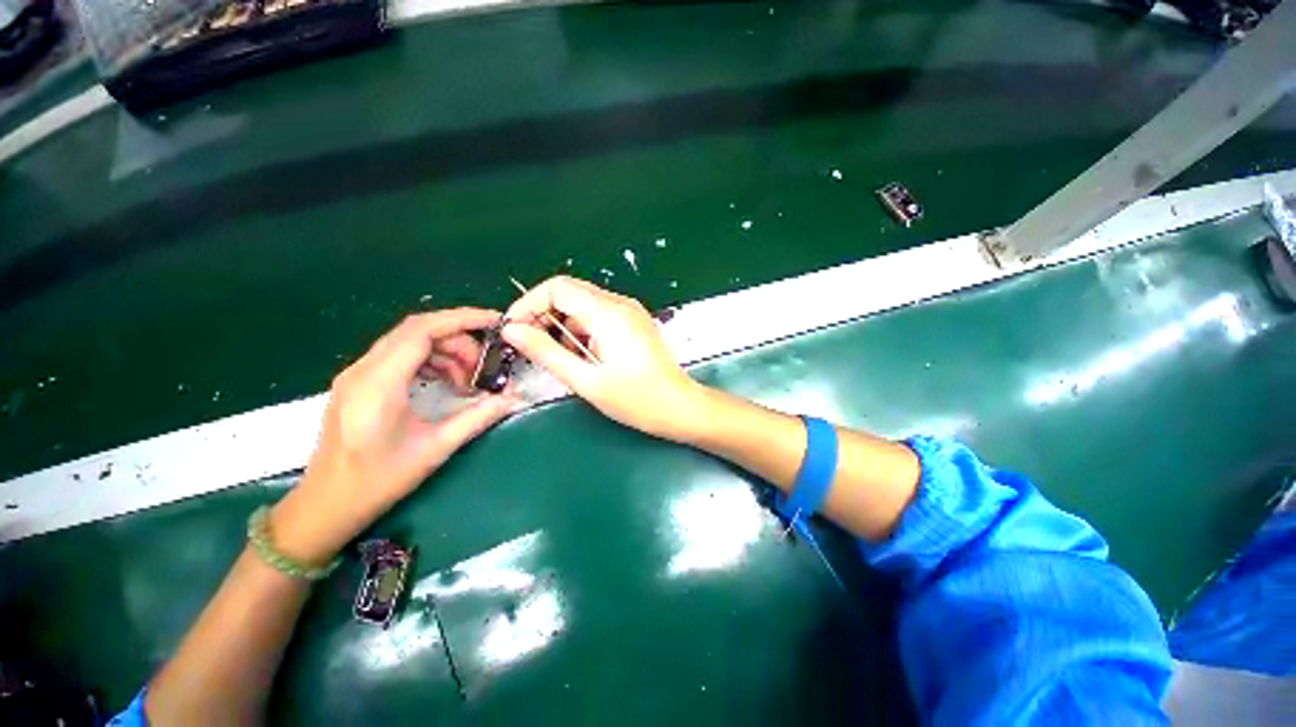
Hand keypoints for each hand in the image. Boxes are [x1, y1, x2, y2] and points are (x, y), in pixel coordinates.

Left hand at [272, 309, 518, 564]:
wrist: (325, 506)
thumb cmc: (378, 481)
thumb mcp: (435, 449)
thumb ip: (477, 418)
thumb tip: (514, 399)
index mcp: (379, 384)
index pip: (422, 330)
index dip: (461, 319)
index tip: (494, 321)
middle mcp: (363, 370)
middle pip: (417, 331)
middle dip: (459, 339)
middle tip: (484, 366)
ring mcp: (357, 375)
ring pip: (409, 342)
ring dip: (445, 351)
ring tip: (467, 380)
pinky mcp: (359, 383)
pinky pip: (399, 356)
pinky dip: (429, 360)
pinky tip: (446, 383)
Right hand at [502, 276, 705, 440]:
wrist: (679, 406)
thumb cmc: (636, 399)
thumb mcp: (586, 380)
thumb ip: (547, 353)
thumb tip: (513, 331)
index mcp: (608, 313)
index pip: (557, 287)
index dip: (529, 304)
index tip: (514, 329)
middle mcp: (620, 303)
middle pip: (570, 292)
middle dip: (544, 315)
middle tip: (531, 345)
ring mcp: (630, 311)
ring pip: (583, 305)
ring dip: (564, 326)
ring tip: (562, 358)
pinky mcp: (634, 321)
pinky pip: (599, 315)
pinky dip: (583, 330)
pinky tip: (583, 356)